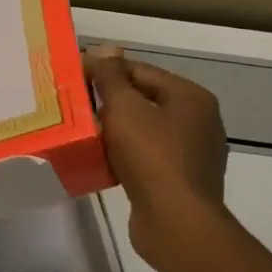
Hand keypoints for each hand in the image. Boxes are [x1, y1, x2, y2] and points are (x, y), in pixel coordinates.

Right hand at [86, 47, 231, 271]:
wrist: (176, 223)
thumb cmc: (151, 157)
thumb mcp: (124, 108)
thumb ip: (111, 77)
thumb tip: (104, 49)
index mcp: (191, 97)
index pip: (140, 70)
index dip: (105, 71)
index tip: (73, 78)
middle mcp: (198, 121)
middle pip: (143, 99)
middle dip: (109, 102)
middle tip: (74, 106)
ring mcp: (193, 153)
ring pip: (143, 130)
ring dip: (114, 131)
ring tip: (83, 133)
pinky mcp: (181, 180)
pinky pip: (146, 157)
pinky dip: (124, 155)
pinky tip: (101, 160)